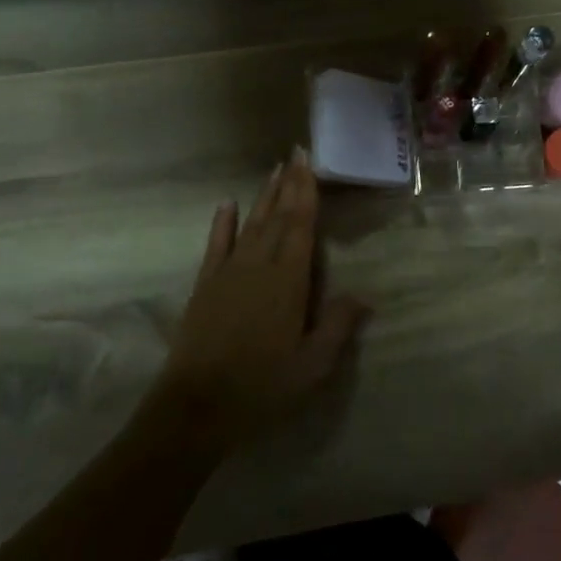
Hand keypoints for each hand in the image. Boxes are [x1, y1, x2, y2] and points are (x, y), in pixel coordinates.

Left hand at [152, 149, 368, 452]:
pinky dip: (222, 223)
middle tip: (296, 153)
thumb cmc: (262, 387)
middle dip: (289, 184)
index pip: (301, 226)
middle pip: (277, 217)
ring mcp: (229, 272)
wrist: (196, 406)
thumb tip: (364, 296)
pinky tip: (227, 204)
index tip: (308, 162)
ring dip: (264, 196)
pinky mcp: (206, 284)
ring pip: (251, 224)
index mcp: (288, 281)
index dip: (306, 192)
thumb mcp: (312, 366)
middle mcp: (259, 265)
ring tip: (274, 170)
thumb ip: (338, 327)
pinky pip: (216, 244)